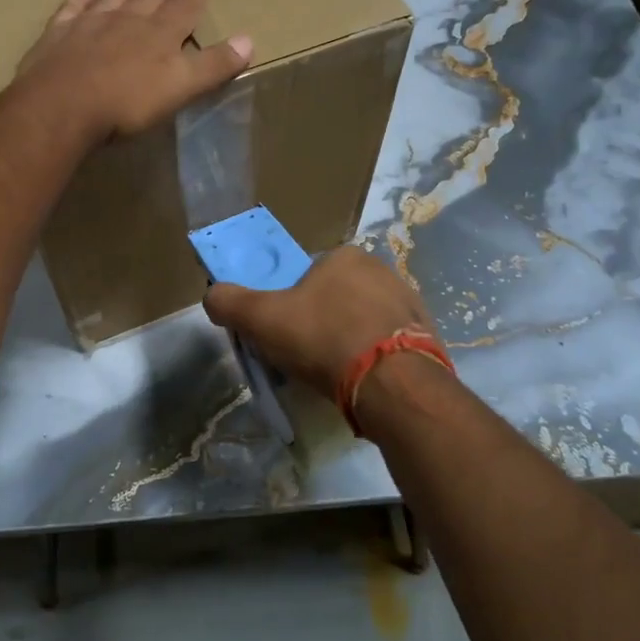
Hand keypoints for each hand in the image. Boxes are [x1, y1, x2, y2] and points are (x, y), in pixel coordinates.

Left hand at [13, 0, 252, 141]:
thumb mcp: (181, 87)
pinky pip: (72, 8)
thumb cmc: (127, 102)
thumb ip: (213, 65)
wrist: (62, 106)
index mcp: (161, 33)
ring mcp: (90, 23)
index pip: (184, 4)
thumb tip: (248, 40)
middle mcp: (128, 20)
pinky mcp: (59, 34)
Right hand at [203, 246, 439, 395]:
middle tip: (305, 356)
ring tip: (334, 373)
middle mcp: (381, 269)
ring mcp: (409, 301)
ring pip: (362, 320)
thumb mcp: (261, 319)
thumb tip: (212, 296)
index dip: (289, 303)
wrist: (393, 384)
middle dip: (319, 322)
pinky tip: (362, 379)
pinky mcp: (427, 334)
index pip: (306, 275)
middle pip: (334, 297)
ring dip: (347, 340)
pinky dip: (373, 356)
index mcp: (344, 256)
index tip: (283, 332)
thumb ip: (229, 302)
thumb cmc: (323, 339)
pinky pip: (388, 342)